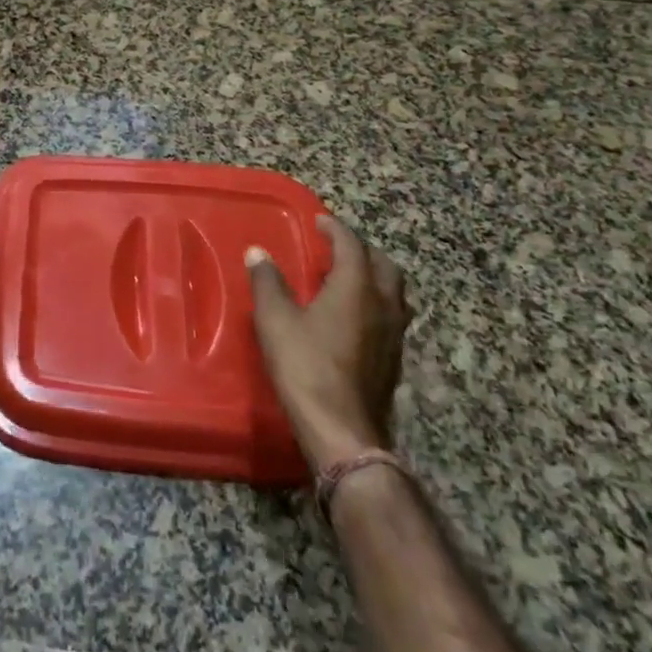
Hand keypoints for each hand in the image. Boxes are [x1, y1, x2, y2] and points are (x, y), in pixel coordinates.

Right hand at [247, 216, 409, 471]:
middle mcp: (383, 305)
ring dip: (373, 277)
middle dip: (362, 250)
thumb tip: (258, 253)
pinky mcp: (394, 359)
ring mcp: (394, 334)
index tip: (319, 221)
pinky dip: (374, 302)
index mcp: (356, 288)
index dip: (335, 229)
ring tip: (346, 278)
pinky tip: (352, 316)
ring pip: (394, 292)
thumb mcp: (275, 320)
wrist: (341, 429)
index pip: (352, 245)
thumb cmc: (305, 366)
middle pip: (384, 265)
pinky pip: (391, 315)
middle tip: (336, 247)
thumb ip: (268, 282)